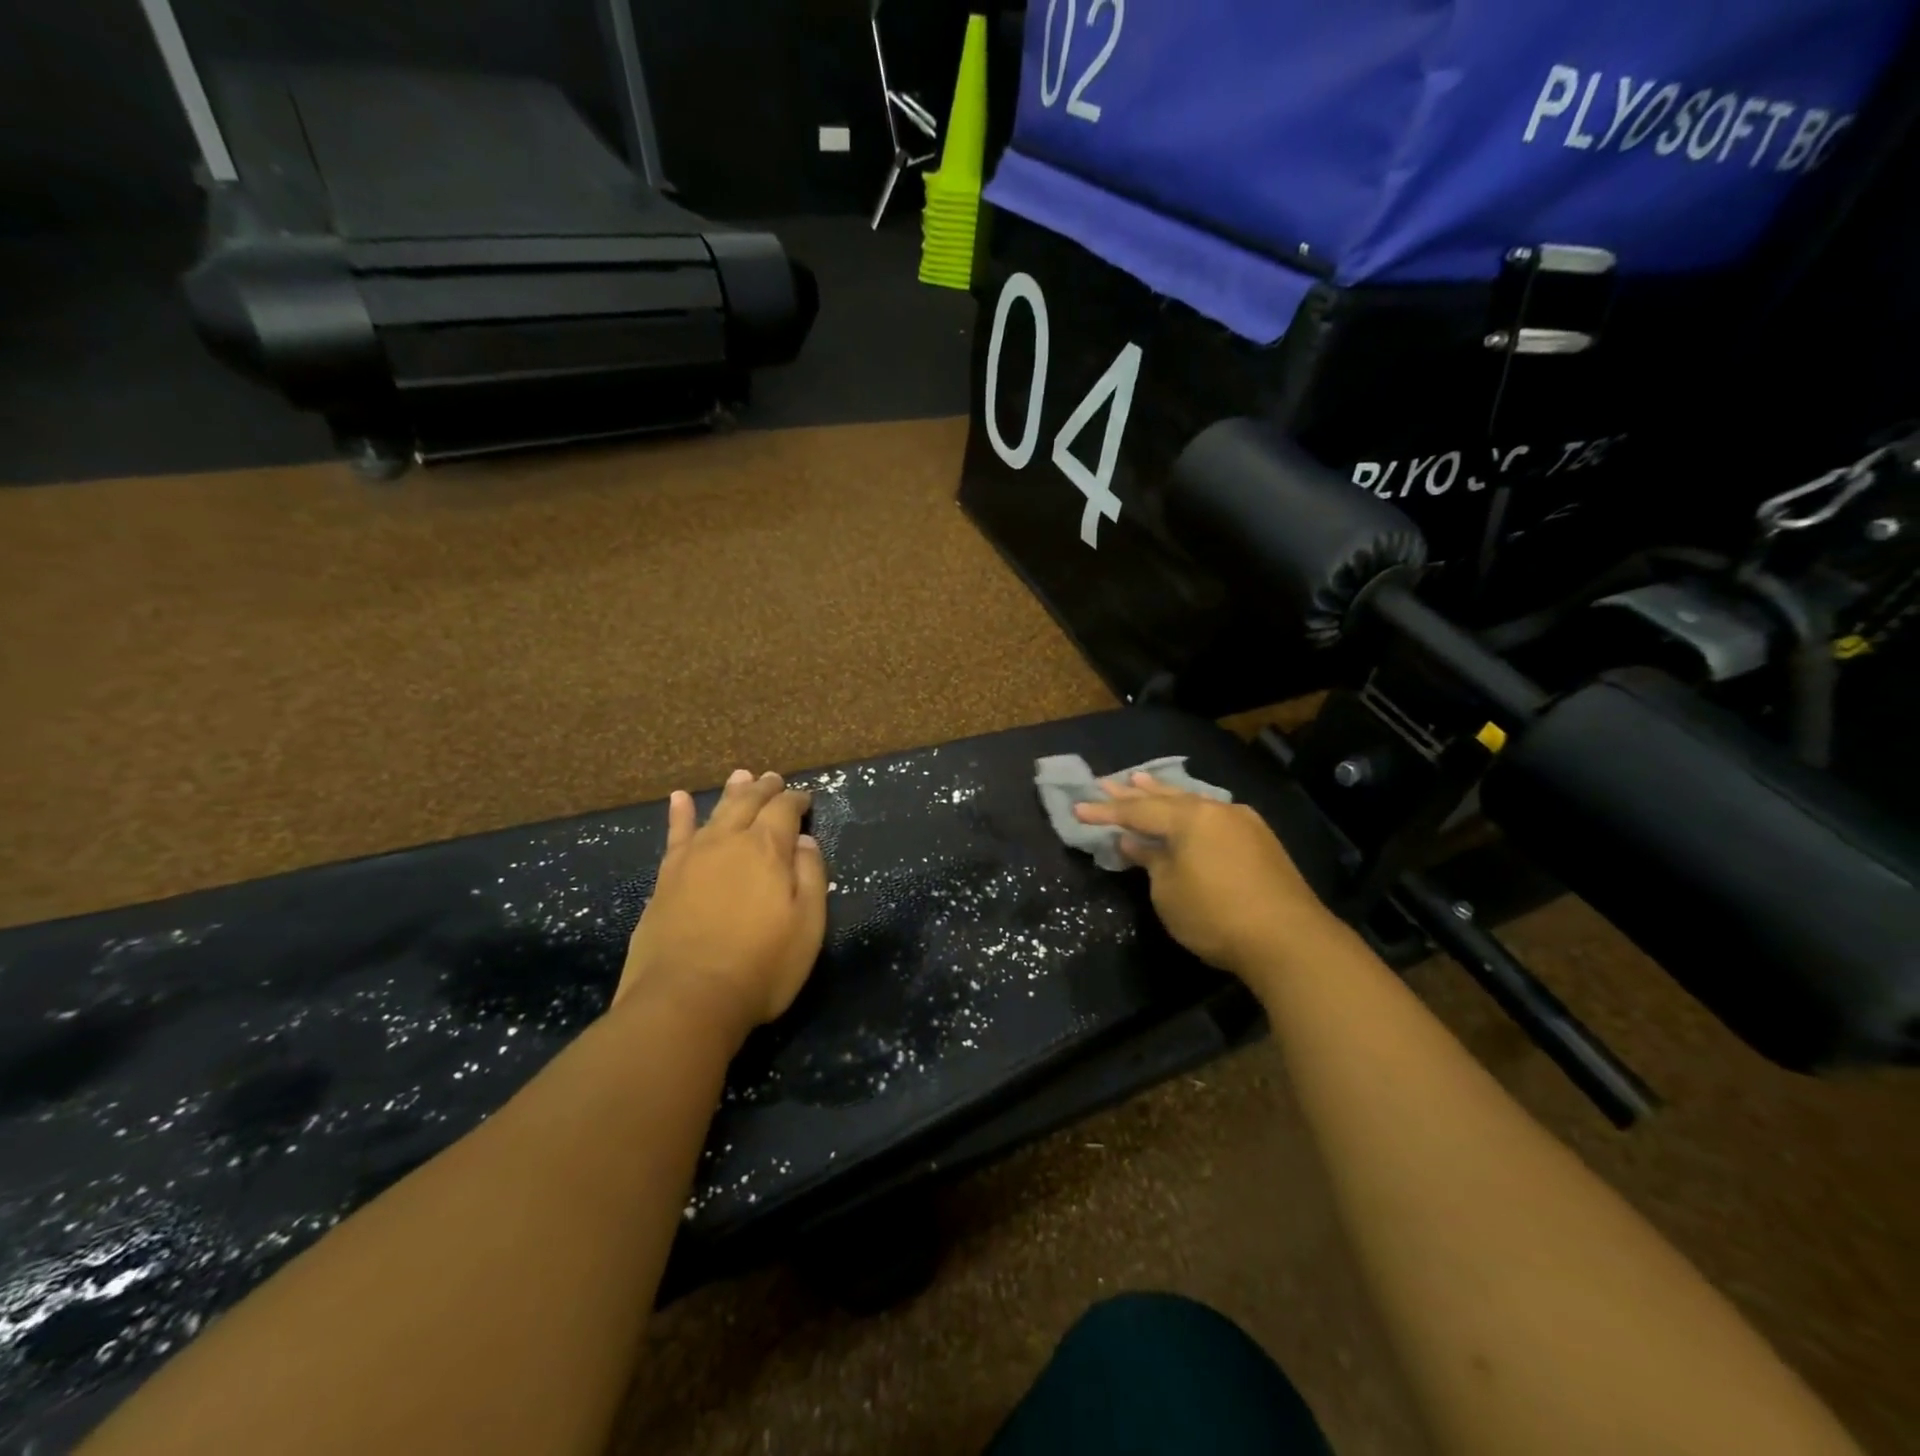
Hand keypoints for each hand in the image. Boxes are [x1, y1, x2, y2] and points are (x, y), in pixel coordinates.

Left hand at [616, 769, 828, 1035]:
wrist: (686, 999)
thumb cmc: (761, 966)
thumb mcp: (807, 925)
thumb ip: (810, 876)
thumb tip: (805, 842)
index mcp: (768, 849)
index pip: (785, 810)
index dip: (796, 801)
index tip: (806, 798)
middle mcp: (729, 842)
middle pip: (749, 803)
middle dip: (765, 789)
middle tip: (774, 778)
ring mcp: (692, 858)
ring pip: (716, 813)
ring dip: (731, 793)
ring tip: (741, 776)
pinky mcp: (666, 879)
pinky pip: (675, 836)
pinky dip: (680, 815)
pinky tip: (680, 799)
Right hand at [1073, 774, 1335, 982]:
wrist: (1288, 939)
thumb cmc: (1215, 915)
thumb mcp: (1168, 892)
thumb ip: (1150, 860)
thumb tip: (1133, 841)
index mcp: (1188, 818)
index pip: (1137, 811)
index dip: (1105, 811)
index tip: (1078, 807)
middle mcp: (1215, 810)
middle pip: (1165, 797)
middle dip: (1133, 793)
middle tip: (1106, 781)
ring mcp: (1242, 822)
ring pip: (1193, 802)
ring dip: (1164, 793)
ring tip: (1141, 780)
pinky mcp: (1260, 840)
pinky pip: (1213, 814)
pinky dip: (1191, 810)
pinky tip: (1188, 808)